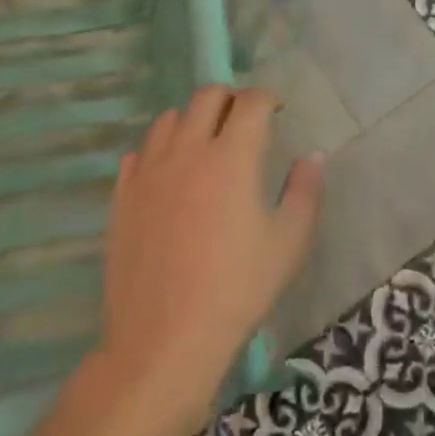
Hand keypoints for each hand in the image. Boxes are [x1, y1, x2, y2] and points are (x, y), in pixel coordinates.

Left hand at [100, 86, 322, 416]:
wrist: (165, 339)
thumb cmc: (237, 289)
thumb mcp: (288, 243)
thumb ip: (305, 192)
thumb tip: (311, 157)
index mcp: (232, 156)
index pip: (250, 101)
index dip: (267, 97)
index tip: (276, 110)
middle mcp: (188, 150)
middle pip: (207, 96)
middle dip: (230, 98)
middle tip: (243, 121)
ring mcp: (149, 171)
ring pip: (169, 118)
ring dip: (192, 119)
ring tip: (205, 144)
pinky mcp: (123, 196)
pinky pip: (139, 152)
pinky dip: (158, 150)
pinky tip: (169, 175)